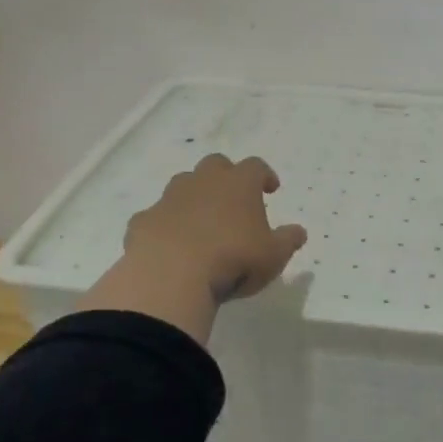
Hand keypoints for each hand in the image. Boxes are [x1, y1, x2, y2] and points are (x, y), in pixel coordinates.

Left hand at [86, 154, 307, 342]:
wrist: (170, 277)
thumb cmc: (233, 260)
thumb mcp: (273, 256)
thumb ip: (288, 241)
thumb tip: (299, 232)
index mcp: (239, 184)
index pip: (256, 166)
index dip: (264, 175)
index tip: (271, 189)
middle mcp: (203, 182)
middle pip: (215, 164)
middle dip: (225, 176)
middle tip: (233, 199)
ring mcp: (169, 199)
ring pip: (183, 185)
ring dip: (193, 196)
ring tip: (201, 222)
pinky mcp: (143, 221)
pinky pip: (156, 216)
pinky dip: (165, 225)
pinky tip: (170, 245)